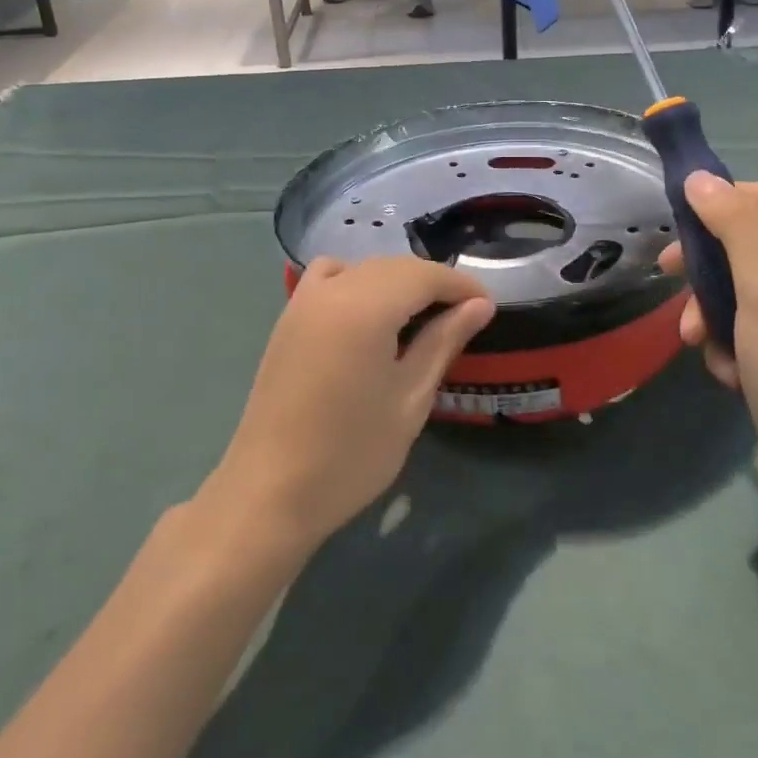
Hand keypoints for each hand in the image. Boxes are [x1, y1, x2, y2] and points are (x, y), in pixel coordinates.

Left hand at [204, 257, 493, 551]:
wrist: (270, 492)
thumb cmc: (350, 453)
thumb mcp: (409, 399)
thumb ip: (444, 342)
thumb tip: (481, 306)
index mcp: (366, 307)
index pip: (424, 275)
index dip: (460, 285)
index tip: (487, 307)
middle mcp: (334, 289)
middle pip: (395, 266)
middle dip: (433, 282)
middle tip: (464, 314)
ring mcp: (305, 299)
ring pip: (365, 268)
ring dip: (398, 281)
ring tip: (421, 314)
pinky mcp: (289, 315)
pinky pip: (330, 276)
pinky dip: (357, 280)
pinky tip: (368, 311)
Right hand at [659, 174, 757, 505]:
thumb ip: (735, 225)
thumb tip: (701, 178)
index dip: (738, 197)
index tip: (692, 215)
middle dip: (712, 261)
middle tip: (669, 270)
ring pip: (745, 286)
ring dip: (712, 308)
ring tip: (694, 338)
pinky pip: (748, 325)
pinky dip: (728, 340)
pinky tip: (725, 369)